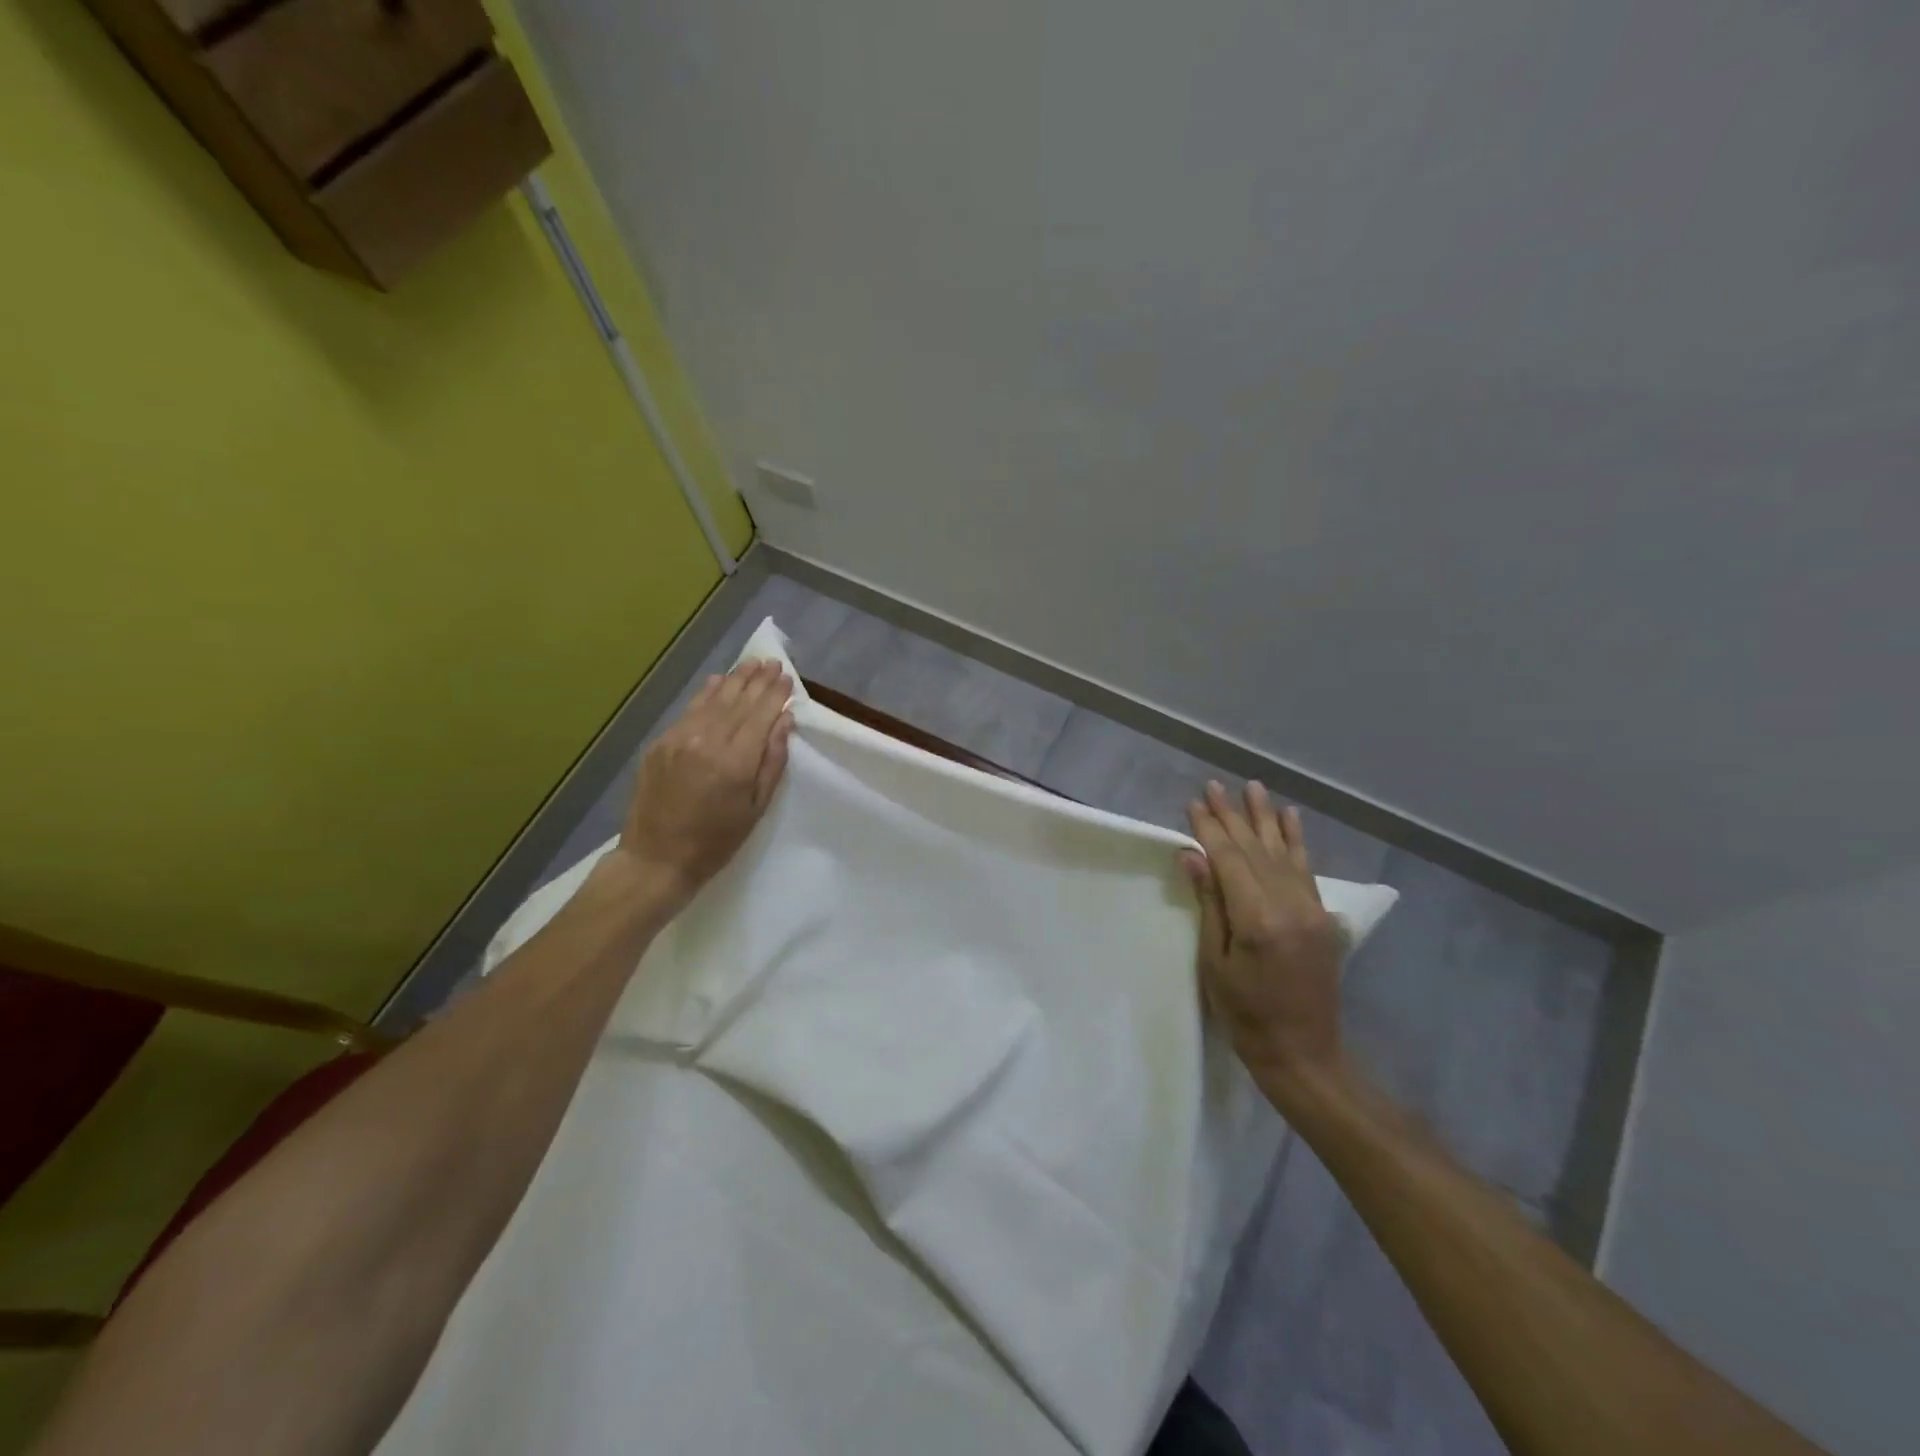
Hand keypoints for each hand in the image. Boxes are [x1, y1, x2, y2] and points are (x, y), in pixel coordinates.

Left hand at [612, 659, 794, 913]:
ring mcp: (679, 738)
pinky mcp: (660, 743)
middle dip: (758, 680)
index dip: (776, 693)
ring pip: (712, 699)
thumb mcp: (756, 808)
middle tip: (772, 662)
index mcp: (734, 761)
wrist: (656, 858)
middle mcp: (706, 740)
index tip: (787, 677)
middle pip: (738, 700)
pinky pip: (689, 710)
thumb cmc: (716, 841)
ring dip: (734, 679)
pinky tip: (718, 682)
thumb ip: (772, 761)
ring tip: (751, 664)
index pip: (761, 714)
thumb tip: (783, 721)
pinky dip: (707, 693)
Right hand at [1181, 781, 1345, 1085]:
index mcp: (1259, 920)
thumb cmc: (1245, 1014)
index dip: (1210, 830)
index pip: (1230, 860)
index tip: (1194, 803)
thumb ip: (1210, 904)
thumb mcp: (1214, 963)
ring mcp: (1313, 909)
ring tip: (1254, 788)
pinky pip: (1307, 869)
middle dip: (1234, 816)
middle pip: (1256, 850)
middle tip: (1216, 786)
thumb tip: (1194, 856)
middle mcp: (1291, 906)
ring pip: (1284, 853)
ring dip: (1266, 818)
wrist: (1303, 1052)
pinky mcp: (1324, 917)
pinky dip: (1296, 841)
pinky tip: (1290, 818)